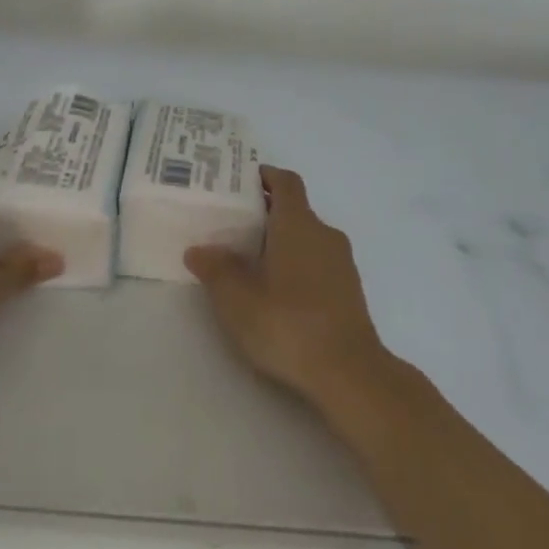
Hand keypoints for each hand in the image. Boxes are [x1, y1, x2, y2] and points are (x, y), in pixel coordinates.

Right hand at [185, 166, 395, 410]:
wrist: (349, 372)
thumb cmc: (288, 324)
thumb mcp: (237, 299)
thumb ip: (216, 269)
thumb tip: (199, 250)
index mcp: (298, 224)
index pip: (286, 182)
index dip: (265, 176)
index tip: (240, 181)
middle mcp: (325, 234)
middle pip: (295, 209)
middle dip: (265, 213)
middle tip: (230, 225)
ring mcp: (342, 263)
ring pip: (307, 237)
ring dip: (281, 241)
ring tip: (248, 260)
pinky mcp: (349, 290)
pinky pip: (317, 261)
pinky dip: (296, 264)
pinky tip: (275, 290)